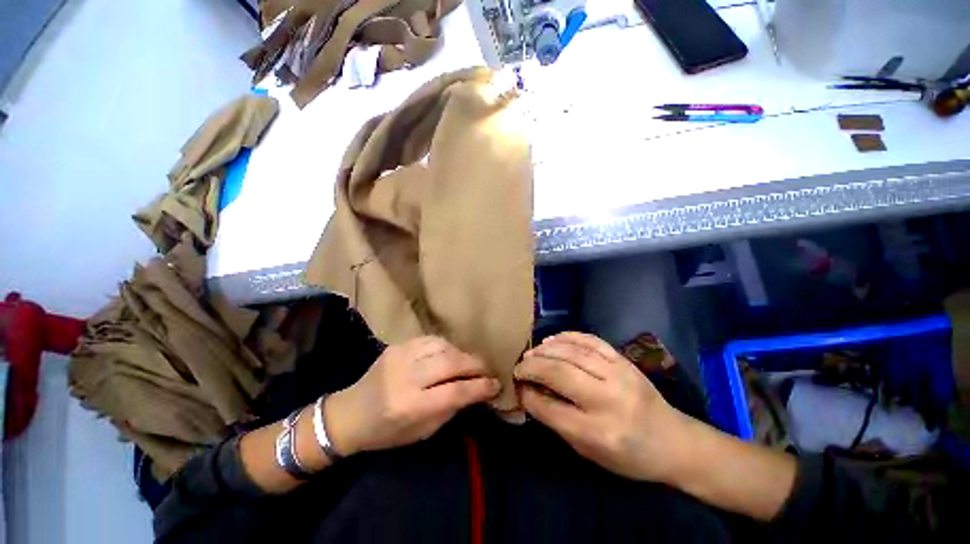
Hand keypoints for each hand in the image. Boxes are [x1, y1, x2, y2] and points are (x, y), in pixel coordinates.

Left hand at [326, 336, 500, 455]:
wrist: (349, 414)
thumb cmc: (386, 432)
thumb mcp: (421, 432)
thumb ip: (451, 409)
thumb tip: (476, 390)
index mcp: (410, 406)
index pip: (455, 392)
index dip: (480, 387)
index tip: (496, 385)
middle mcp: (405, 377)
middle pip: (451, 363)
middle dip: (476, 365)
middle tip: (487, 370)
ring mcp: (400, 356)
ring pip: (443, 346)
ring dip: (462, 354)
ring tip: (470, 363)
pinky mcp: (397, 346)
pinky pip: (431, 340)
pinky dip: (446, 347)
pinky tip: (451, 354)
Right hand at [515, 332, 689, 482]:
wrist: (674, 442)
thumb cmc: (628, 456)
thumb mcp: (588, 451)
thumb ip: (556, 420)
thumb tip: (529, 392)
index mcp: (598, 432)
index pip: (550, 408)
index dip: (528, 395)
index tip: (517, 387)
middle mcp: (608, 399)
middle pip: (559, 373)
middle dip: (532, 367)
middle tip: (519, 366)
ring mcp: (619, 374)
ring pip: (573, 352)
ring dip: (546, 349)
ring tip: (532, 353)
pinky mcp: (624, 360)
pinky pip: (590, 340)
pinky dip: (567, 336)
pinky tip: (553, 339)